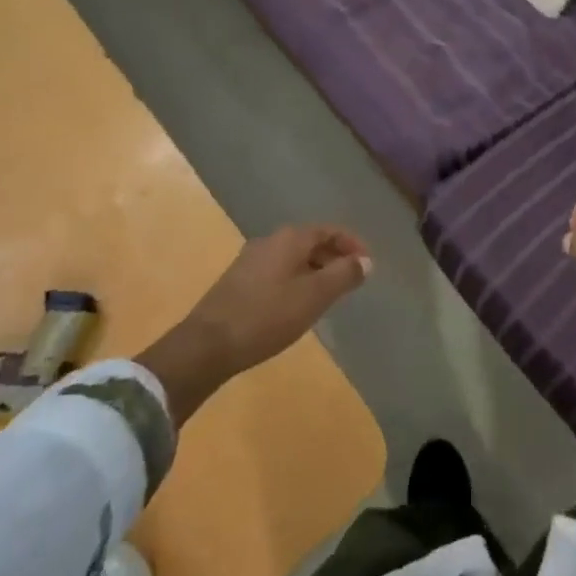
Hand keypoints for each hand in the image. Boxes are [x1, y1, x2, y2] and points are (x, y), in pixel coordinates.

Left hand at [187, 225, 371, 374]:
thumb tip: (365, 261)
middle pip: (311, 242)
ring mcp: (250, 260)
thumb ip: (344, 275)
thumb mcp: (314, 296)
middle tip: (352, 282)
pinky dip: (296, 281)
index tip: (368, 266)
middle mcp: (270, 241)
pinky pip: (278, 272)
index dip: (352, 245)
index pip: (329, 230)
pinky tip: (297, 306)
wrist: (207, 345)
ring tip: (329, 297)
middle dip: (334, 258)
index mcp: (290, 238)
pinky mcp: (238, 281)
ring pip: (293, 258)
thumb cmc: (267, 316)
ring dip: (315, 271)